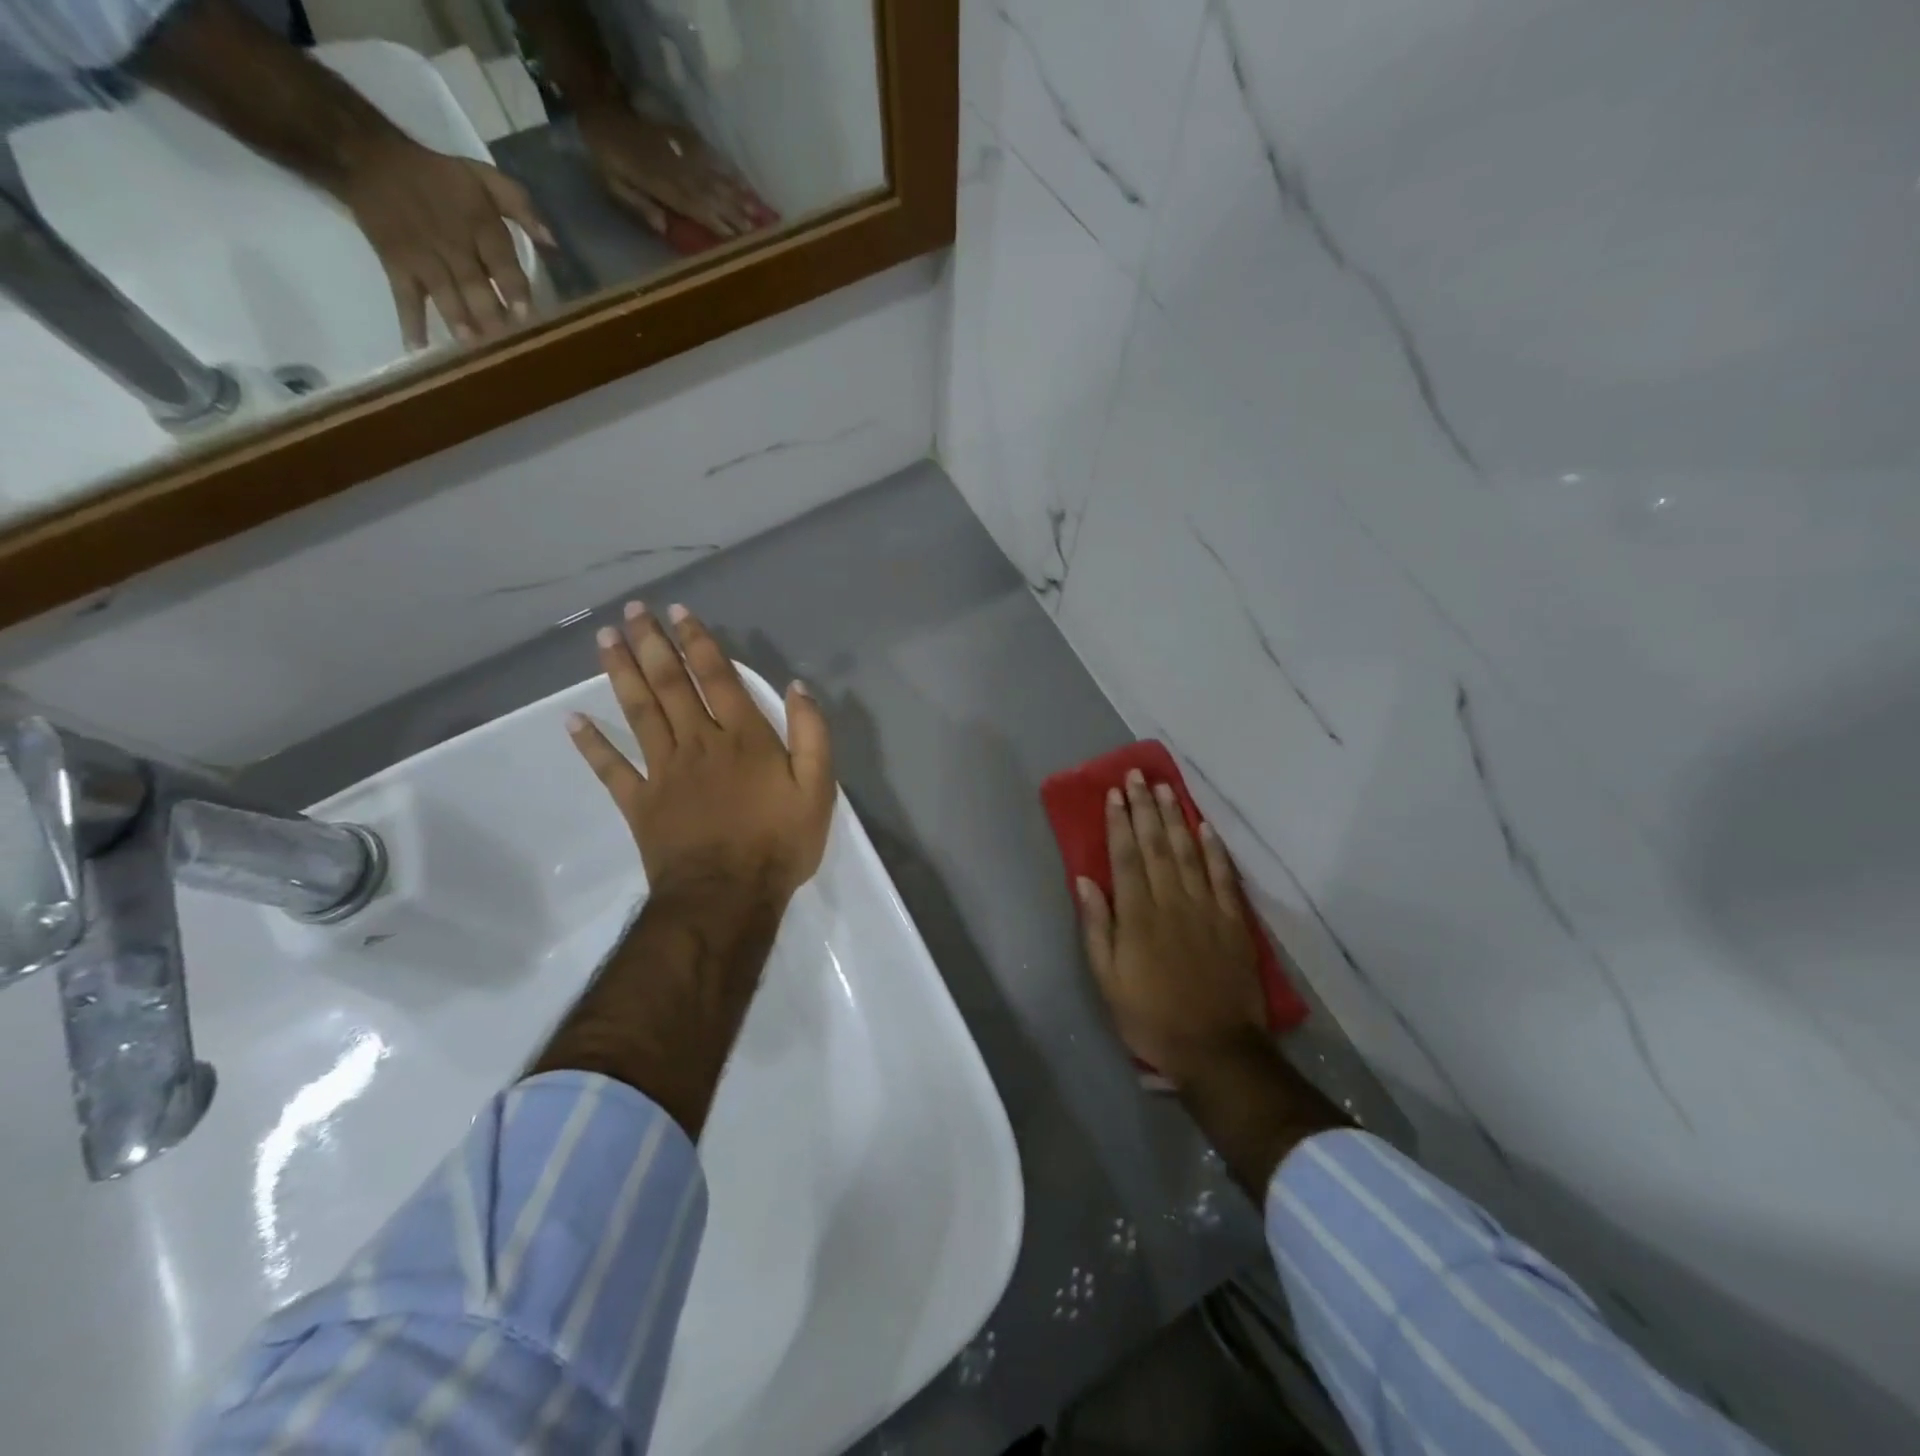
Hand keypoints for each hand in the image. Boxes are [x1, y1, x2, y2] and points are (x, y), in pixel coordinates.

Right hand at [333, 134, 553, 348]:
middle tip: (504, 341)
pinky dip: (410, 321)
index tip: (525, 315)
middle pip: (474, 284)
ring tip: (472, 346)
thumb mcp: (484, 177)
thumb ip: (521, 206)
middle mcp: (452, 243)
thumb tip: (553, 242)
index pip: (502, 261)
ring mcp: (422, 256)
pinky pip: (403, 295)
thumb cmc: (440, 177)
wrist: (369, 157)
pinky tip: (419, 348)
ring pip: (443, 293)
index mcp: (480, 224)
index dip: (514, 289)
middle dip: (489, 314)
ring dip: (457, 320)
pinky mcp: (395, 263)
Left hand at [568, 601, 834, 905]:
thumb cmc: (779, 842)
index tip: (677, 610)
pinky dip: (591, 744)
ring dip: (620, 673)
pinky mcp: (640, 802)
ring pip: (639, 712)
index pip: (717, 677)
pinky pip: (611, 769)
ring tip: (604, 639)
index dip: (698, 641)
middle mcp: (698, 742)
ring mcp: (663, 771)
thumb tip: (798, 686)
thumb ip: (811, 734)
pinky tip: (573, 719)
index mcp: (742, 737)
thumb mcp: (818, 788)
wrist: (728, 896)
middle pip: (670, 684)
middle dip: (651, 644)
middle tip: (631, 611)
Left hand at [576, 99, 775, 240]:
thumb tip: (663, 227)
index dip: (718, 223)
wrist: (599, 113)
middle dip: (737, 214)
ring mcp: (682, 153)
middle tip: (760, 231)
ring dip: (739, 196)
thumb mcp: (613, 185)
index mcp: (661, 184)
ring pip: (716, 177)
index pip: (696, 208)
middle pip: (712, 195)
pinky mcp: (683, 139)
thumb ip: (639, 204)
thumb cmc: (604, 158)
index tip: (739, 239)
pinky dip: (728, 170)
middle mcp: (677, 169)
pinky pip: (710, 156)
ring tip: (760, 212)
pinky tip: (743, 183)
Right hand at [1077, 770, 1267, 1085]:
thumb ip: (1097, 927)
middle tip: (1137, 776)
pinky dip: (1214, 849)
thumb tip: (1085, 881)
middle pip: (1156, 845)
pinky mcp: (1232, 921)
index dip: (1119, 823)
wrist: (1216, 1048)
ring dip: (1175, 817)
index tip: (1114, 793)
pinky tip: (1205, 827)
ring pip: (1188, 852)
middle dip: (1144, 808)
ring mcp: (1206, 908)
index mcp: (1137, 915)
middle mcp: (1171, 901)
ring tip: (1165, 788)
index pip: (1126, 857)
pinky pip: (1223, 876)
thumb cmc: (1150, 1016)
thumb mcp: (1108, 980)